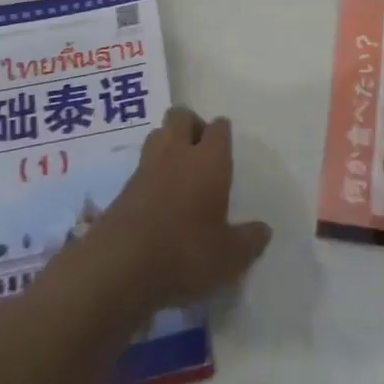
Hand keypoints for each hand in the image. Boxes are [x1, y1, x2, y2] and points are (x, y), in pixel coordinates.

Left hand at [88, 108, 272, 312]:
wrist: (119, 267)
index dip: (222, 133)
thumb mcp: (229, 257)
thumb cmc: (185, 253)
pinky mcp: (123, 188)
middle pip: (181, 116)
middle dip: (192, 125)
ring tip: (180, 171)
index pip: (218, 127)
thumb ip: (250, 241)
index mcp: (209, 161)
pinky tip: (159, 198)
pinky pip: (141, 164)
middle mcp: (177, 153)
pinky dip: (151, 171)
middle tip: (202, 153)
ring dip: (168, 142)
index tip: (226, 148)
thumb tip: (264, 230)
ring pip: (157, 134)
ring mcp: (146, 168)